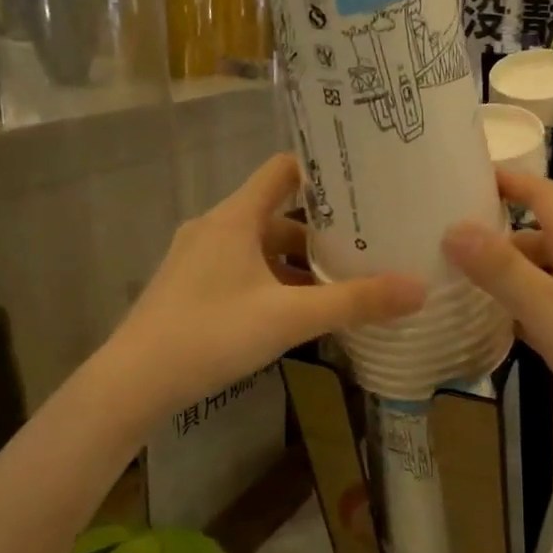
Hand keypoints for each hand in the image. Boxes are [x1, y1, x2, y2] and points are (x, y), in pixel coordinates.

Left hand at [113, 154, 425, 414]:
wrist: (133, 383)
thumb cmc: (211, 333)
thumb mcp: (290, 318)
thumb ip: (354, 302)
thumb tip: (420, 289)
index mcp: (235, 218)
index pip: (283, 170)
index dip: (322, 172)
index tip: (362, 183)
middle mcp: (215, 228)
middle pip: (278, 214)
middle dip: (321, 230)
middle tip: (366, 241)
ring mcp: (199, 259)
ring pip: (260, 247)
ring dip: (298, 263)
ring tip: (343, 281)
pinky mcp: (192, 288)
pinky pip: (243, 271)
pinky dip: (274, 282)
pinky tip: (299, 312)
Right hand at [443, 172, 552, 469]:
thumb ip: (505, 272)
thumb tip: (454, 227)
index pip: (545, 194)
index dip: (509, 180)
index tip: (463, 178)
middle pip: (540, 237)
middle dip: (495, 238)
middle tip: (441, 250)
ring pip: (547, 276)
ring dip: (507, 279)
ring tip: (457, 292)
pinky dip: (527, 314)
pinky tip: (500, 336)